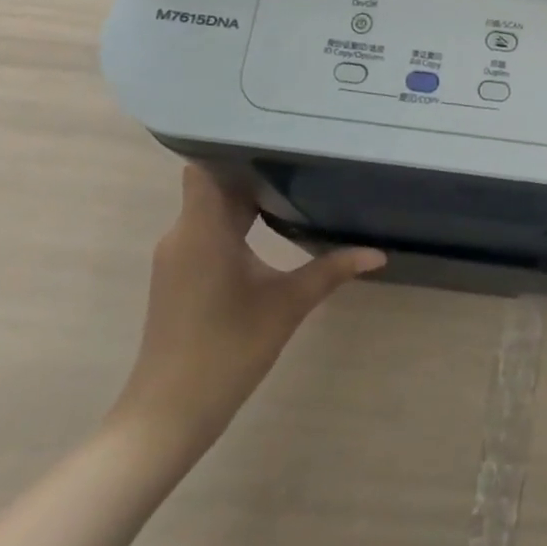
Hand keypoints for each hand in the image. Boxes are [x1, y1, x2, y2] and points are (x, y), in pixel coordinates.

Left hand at [108, 165, 383, 462]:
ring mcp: (179, 256)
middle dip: (255, 165)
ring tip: (296, 175)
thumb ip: (332, 270)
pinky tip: (274, 220)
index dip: (235, 144)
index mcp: (203, 231)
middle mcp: (184, 234)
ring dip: (247, 194)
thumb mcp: (287, 305)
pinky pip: (209, 229)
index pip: (206, 166)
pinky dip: (238, 218)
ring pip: (212, 206)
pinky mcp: (181, 275)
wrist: (167, 416)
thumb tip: (378, 253)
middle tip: (303, 147)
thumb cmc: (226, 351)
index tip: (276, 129)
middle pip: (216, 183)